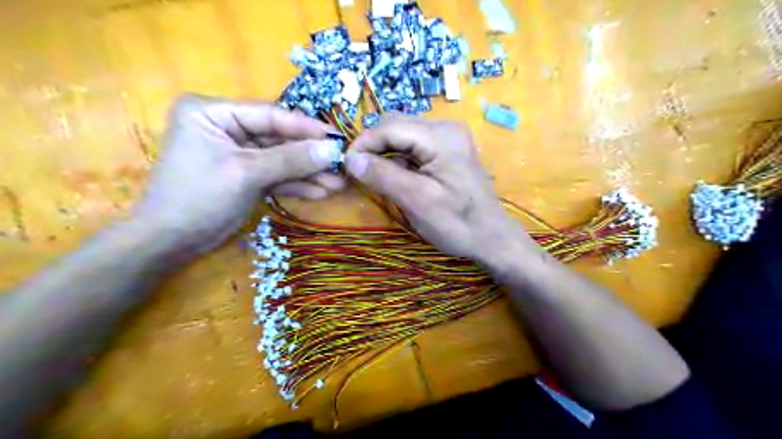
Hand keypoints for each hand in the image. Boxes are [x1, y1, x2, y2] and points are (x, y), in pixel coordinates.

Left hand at [132, 95, 343, 252]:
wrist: (171, 242)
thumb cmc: (199, 198)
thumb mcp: (247, 173)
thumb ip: (291, 159)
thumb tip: (332, 150)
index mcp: (213, 112)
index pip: (269, 115)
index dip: (306, 127)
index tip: (337, 137)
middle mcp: (226, 127)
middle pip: (279, 138)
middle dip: (310, 156)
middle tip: (342, 164)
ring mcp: (238, 153)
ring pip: (281, 159)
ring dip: (308, 173)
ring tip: (338, 184)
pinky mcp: (246, 175)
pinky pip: (276, 175)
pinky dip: (297, 184)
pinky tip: (321, 192)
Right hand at [344, 113, 542, 266]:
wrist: (491, 238)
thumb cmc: (457, 223)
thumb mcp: (417, 200)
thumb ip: (383, 175)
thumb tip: (350, 159)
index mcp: (440, 136)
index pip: (389, 126)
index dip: (363, 144)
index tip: (346, 167)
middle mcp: (445, 128)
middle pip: (395, 126)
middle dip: (373, 147)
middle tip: (360, 174)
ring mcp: (448, 138)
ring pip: (402, 136)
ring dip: (385, 154)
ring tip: (378, 179)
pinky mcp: (447, 150)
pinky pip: (414, 147)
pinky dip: (399, 160)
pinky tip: (398, 179)